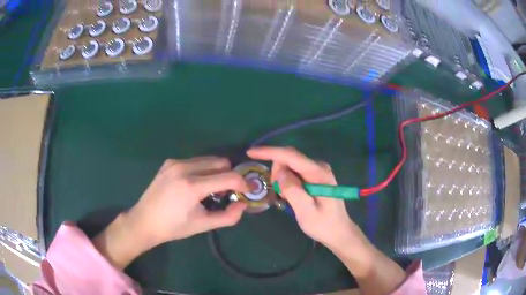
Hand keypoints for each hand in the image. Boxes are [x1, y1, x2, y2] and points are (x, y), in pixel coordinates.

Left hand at [127, 157, 248, 244]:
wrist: (144, 221)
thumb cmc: (174, 227)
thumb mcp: (203, 225)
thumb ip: (228, 217)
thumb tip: (242, 204)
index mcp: (192, 186)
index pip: (228, 176)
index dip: (242, 183)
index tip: (246, 191)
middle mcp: (184, 168)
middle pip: (220, 163)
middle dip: (228, 176)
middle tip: (226, 193)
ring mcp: (175, 163)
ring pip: (208, 160)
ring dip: (215, 172)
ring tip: (209, 190)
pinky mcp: (169, 162)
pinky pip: (195, 161)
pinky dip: (202, 170)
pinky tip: (194, 185)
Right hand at [247, 147, 369, 252]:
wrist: (339, 232)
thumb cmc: (323, 225)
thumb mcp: (305, 211)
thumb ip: (292, 190)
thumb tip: (279, 172)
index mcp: (318, 173)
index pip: (291, 156)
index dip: (269, 152)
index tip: (250, 152)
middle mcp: (319, 167)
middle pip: (289, 159)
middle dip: (277, 172)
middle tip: (279, 195)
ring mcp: (318, 171)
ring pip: (290, 166)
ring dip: (282, 179)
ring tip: (287, 199)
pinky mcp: (315, 176)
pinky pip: (295, 172)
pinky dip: (288, 182)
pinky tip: (292, 196)